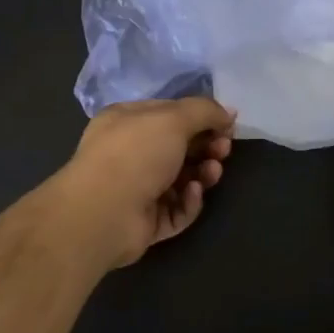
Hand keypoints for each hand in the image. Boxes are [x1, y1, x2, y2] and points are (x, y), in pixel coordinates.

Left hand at [56, 98, 235, 267]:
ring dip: (202, 173)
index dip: (200, 118)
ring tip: (212, 172)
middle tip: (223, 149)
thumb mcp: (173, 119)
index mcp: (127, 122)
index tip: (227, 125)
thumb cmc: (136, 154)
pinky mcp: (146, 222)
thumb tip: (229, 112)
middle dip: (206, 146)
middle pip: (178, 148)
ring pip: (181, 180)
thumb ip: (204, 111)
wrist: (104, 212)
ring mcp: (137, 190)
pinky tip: (192, 193)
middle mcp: (129, 154)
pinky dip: (189, 201)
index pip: (169, 114)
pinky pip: (176, 210)